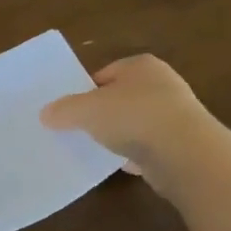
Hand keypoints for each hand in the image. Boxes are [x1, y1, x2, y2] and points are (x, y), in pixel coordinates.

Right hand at [40, 55, 222, 198]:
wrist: (184, 153)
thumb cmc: (133, 117)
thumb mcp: (86, 110)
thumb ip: (64, 110)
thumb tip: (46, 114)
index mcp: (141, 66)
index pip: (105, 74)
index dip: (84, 91)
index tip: (68, 110)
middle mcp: (162, 84)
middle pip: (120, 98)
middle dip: (101, 113)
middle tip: (77, 129)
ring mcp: (174, 115)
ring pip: (134, 123)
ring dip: (117, 135)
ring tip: (94, 148)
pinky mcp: (180, 144)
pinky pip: (147, 146)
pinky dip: (133, 154)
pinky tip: (117, 165)